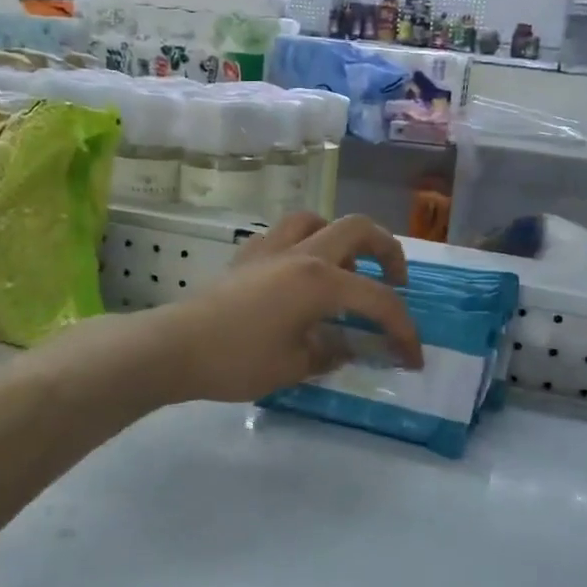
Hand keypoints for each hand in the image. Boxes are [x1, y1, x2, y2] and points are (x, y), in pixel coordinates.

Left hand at [148, 213, 422, 402]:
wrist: (174, 347)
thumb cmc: (238, 360)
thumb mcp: (295, 366)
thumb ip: (331, 352)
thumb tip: (348, 346)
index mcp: (320, 281)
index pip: (378, 299)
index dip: (403, 328)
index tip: (412, 357)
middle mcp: (302, 253)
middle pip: (358, 229)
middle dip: (387, 251)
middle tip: (394, 282)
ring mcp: (271, 248)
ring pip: (317, 220)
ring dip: (342, 239)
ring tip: (346, 269)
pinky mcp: (247, 254)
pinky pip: (286, 235)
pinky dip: (305, 245)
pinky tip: (300, 273)